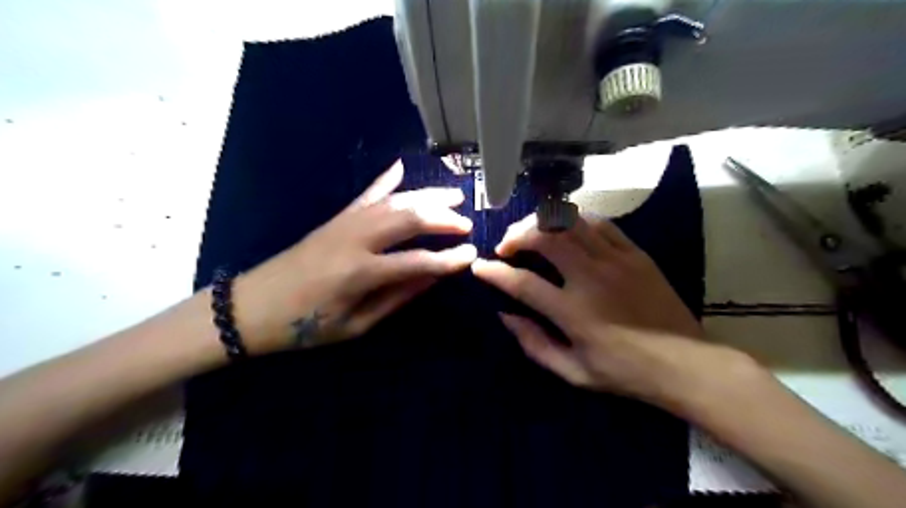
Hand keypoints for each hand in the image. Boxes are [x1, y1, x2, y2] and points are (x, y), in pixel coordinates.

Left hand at [233, 160, 476, 354]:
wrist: (251, 306)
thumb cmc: (305, 326)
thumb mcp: (355, 325)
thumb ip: (397, 298)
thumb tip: (432, 277)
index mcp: (360, 273)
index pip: (417, 261)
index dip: (448, 259)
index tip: (472, 255)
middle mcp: (356, 239)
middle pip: (409, 219)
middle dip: (443, 218)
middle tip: (467, 223)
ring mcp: (345, 222)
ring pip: (394, 201)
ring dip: (426, 196)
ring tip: (453, 194)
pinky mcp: (336, 218)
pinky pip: (366, 194)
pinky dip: (386, 180)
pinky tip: (402, 166)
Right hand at [471, 211, 709, 403]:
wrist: (686, 363)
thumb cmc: (625, 372)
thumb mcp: (573, 371)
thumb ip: (534, 344)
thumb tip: (505, 316)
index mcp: (573, 312)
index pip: (522, 283)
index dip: (494, 273)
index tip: (479, 266)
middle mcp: (591, 278)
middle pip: (545, 237)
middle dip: (516, 235)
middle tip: (506, 246)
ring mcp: (616, 261)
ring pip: (571, 222)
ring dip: (543, 222)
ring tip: (531, 231)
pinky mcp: (635, 253)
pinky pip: (601, 223)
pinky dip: (576, 219)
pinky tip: (566, 226)